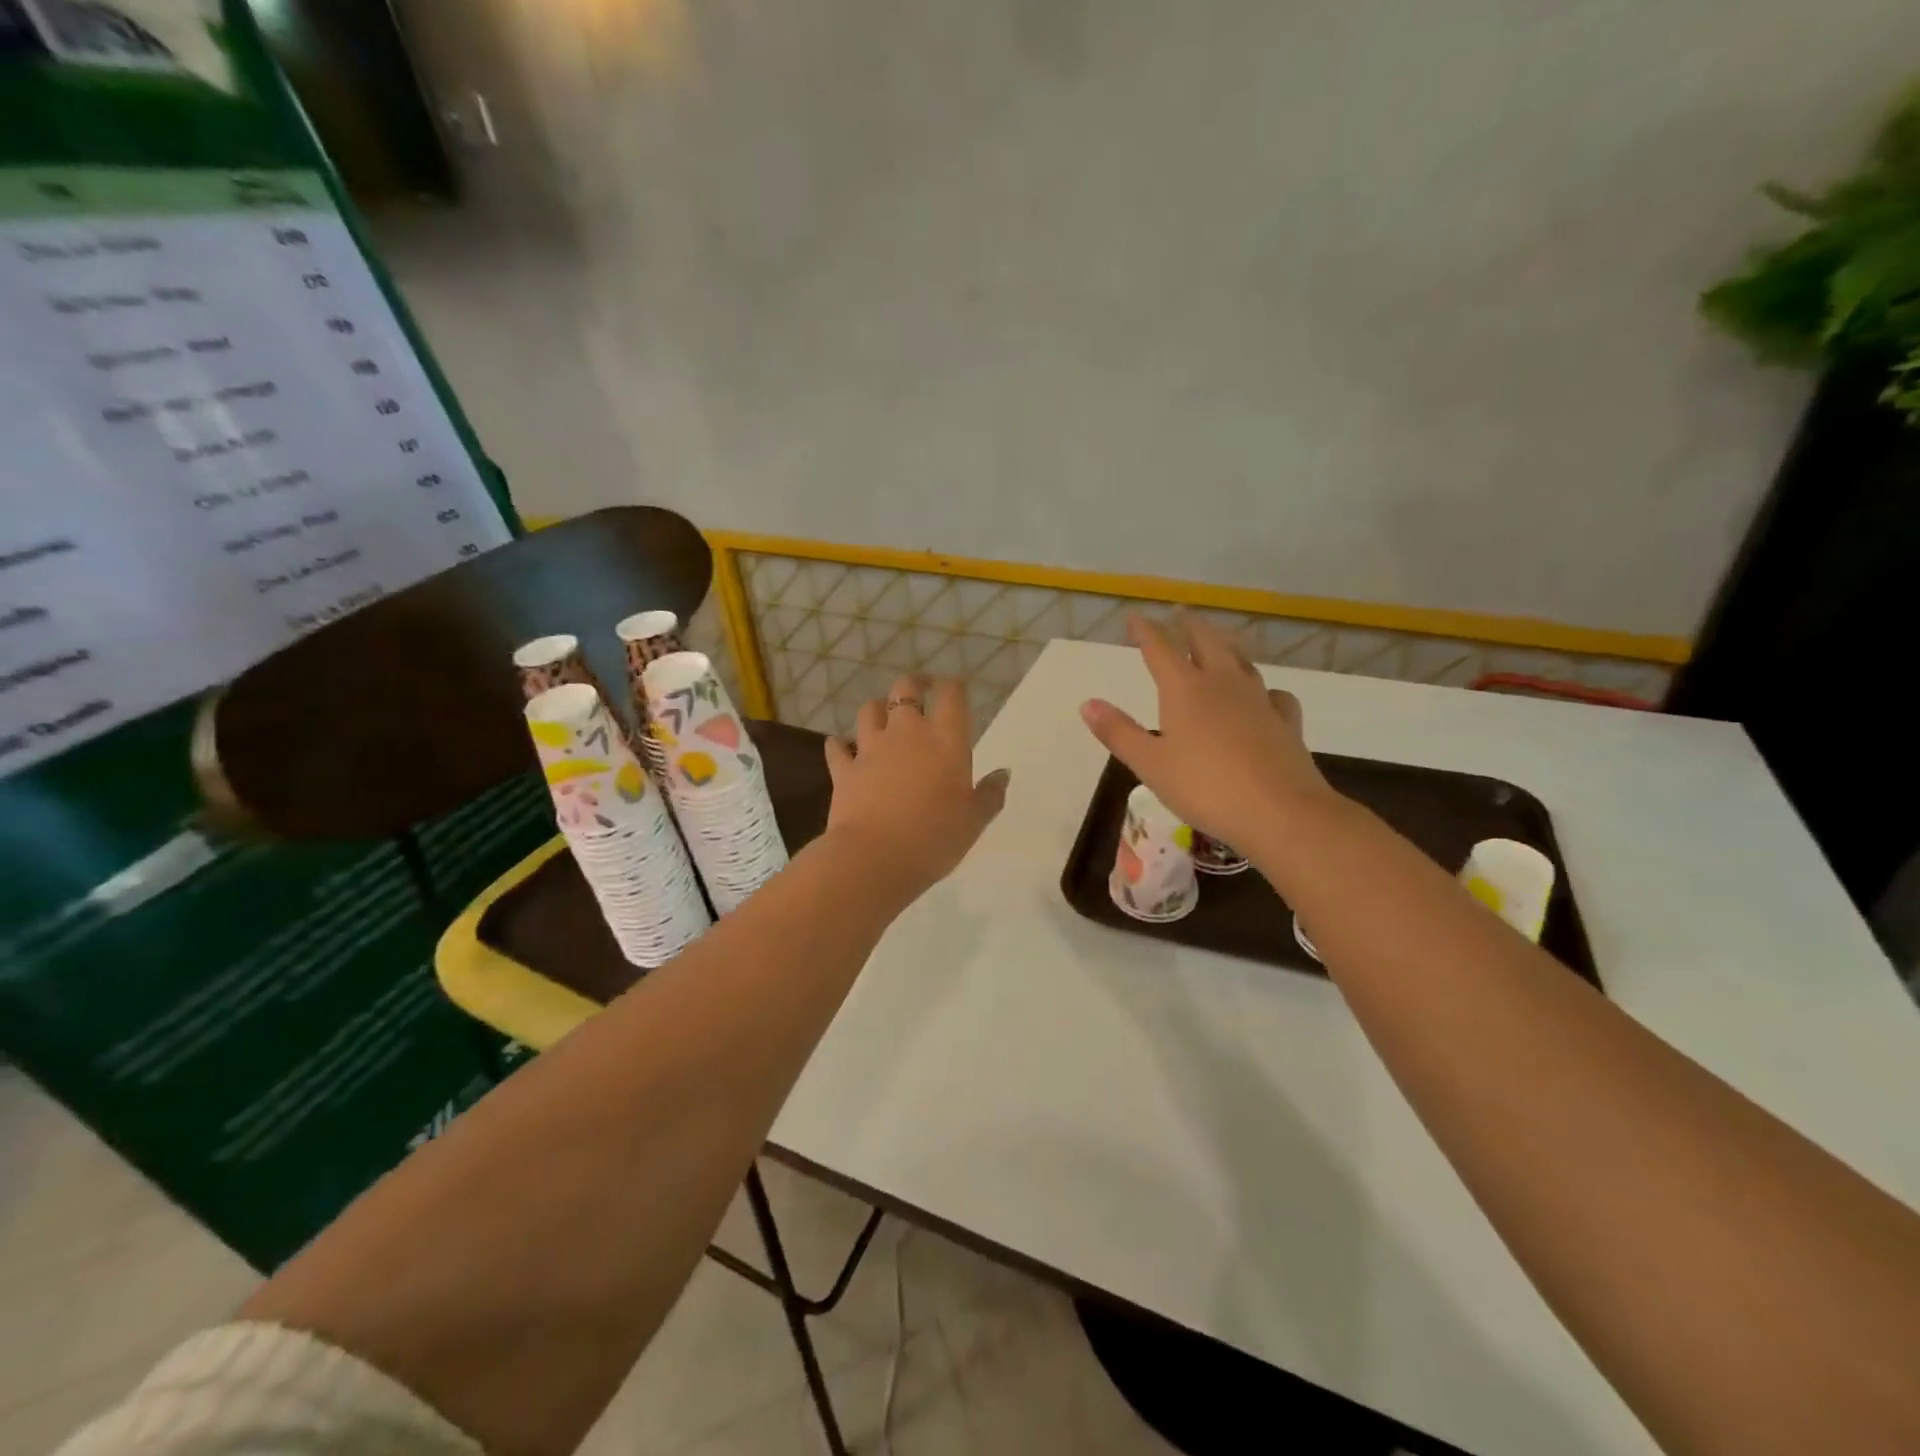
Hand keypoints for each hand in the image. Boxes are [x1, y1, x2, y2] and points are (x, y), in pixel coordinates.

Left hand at [824, 674, 1009, 897]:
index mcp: (946, 740)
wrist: (876, 857)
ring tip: (883, 716)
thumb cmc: (935, 838)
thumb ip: (990, 795)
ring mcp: (871, 748)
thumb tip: (1003, 774)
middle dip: (913, 685)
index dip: (953, 686)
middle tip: (920, 690)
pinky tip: (842, 747)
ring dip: (877, 709)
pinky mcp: (844, 769)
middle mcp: (907, 733)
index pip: (951, 695)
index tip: (956, 688)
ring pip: (870, 710)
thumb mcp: (974, 821)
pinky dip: (840, 745)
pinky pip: (838, 747)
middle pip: (905, 689)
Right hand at [1080, 613, 1334, 850]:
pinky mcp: (1285, 723)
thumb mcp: (1150, 764)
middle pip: (1206, 642)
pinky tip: (1265, 698)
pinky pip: (1274, 695)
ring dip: (1225, 647)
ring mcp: (1259, 701)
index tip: (1135, 616)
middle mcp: (1223, 684)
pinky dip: (1264, 689)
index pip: (1160, 648)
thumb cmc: (1205, 788)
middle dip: (1189, 626)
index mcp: (1185, 690)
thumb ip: (1119, 732)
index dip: (1146, 630)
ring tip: (1218, 643)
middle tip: (1180, 614)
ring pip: (1241, 661)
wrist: (1280, 812)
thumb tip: (1088, 703)